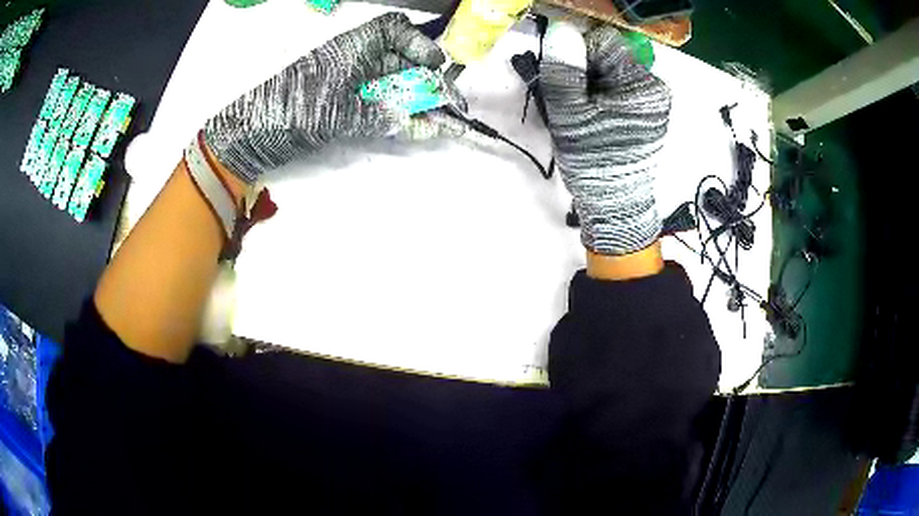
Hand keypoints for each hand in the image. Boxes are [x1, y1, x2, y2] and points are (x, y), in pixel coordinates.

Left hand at [204, 12, 466, 183]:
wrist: (255, 133)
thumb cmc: (294, 109)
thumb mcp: (340, 111)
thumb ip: (383, 117)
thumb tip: (423, 123)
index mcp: (355, 46)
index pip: (394, 30)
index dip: (420, 44)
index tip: (435, 64)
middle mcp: (356, 60)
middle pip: (402, 61)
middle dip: (430, 82)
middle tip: (453, 105)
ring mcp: (352, 83)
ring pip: (396, 85)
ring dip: (420, 102)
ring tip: (445, 121)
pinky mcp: (347, 104)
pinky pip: (383, 105)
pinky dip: (402, 116)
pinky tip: (420, 128)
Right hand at [540, 26, 671, 255]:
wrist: (615, 207)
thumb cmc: (594, 161)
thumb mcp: (570, 114)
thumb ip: (565, 70)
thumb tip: (561, 29)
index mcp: (642, 84)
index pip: (604, 42)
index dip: (577, 53)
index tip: (565, 78)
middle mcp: (655, 88)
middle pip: (610, 58)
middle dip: (585, 72)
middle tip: (572, 103)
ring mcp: (654, 103)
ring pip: (612, 75)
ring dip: (591, 87)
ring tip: (583, 116)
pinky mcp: (649, 117)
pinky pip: (620, 92)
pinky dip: (602, 99)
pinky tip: (594, 121)